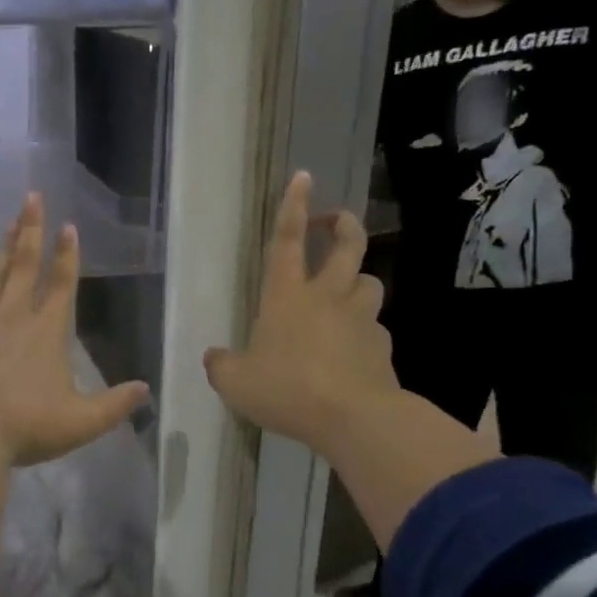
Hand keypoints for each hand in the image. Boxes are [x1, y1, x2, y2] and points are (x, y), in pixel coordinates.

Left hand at [0, 193, 149, 466]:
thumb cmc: (26, 425)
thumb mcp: (82, 422)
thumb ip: (115, 404)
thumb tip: (145, 390)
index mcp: (48, 332)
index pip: (62, 285)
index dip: (68, 255)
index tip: (68, 226)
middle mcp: (14, 317)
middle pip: (25, 267)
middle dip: (31, 231)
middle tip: (32, 197)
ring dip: (1, 251)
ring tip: (6, 223)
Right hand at [202, 172, 397, 456]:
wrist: (353, 418)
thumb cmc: (287, 389)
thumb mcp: (236, 383)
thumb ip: (222, 366)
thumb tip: (214, 357)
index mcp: (287, 296)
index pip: (287, 240)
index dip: (293, 206)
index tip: (303, 177)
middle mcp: (327, 297)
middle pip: (347, 245)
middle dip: (343, 224)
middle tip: (335, 222)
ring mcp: (360, 319)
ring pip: (370, 282)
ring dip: (358, 280)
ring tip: (346, 293)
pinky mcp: (383, 347)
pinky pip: (375, 328)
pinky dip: (365, 331)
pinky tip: (354, 351)